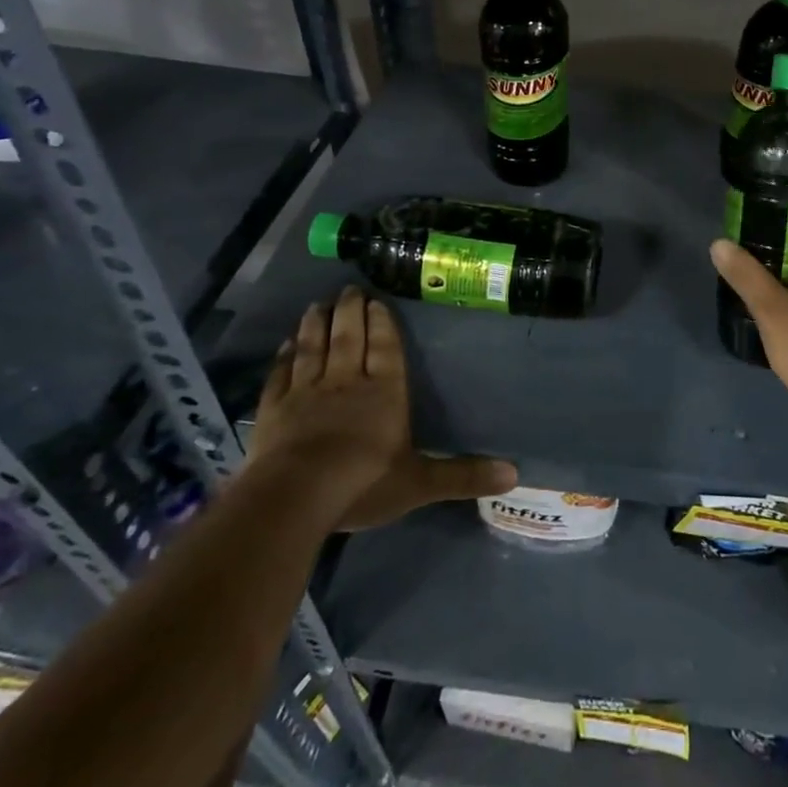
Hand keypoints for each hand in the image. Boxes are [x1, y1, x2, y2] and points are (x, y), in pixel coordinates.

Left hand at [250, 287, 516, 530]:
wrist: (294, 497)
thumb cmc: (363, 483)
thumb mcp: (420, 483)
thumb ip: (463, 475)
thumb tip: (514, 473)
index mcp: (384, 392)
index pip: (385, 348)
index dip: (382, 323)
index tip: (377, 300)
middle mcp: (346, 381)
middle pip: (348, 337)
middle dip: (350, 312)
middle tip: (349, 289)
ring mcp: (306, 392)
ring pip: (313, 348)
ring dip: (315, 325)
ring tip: (317, 304)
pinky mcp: (274, 410)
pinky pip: (280, 375)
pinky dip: (283, 358)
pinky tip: (285, 345)